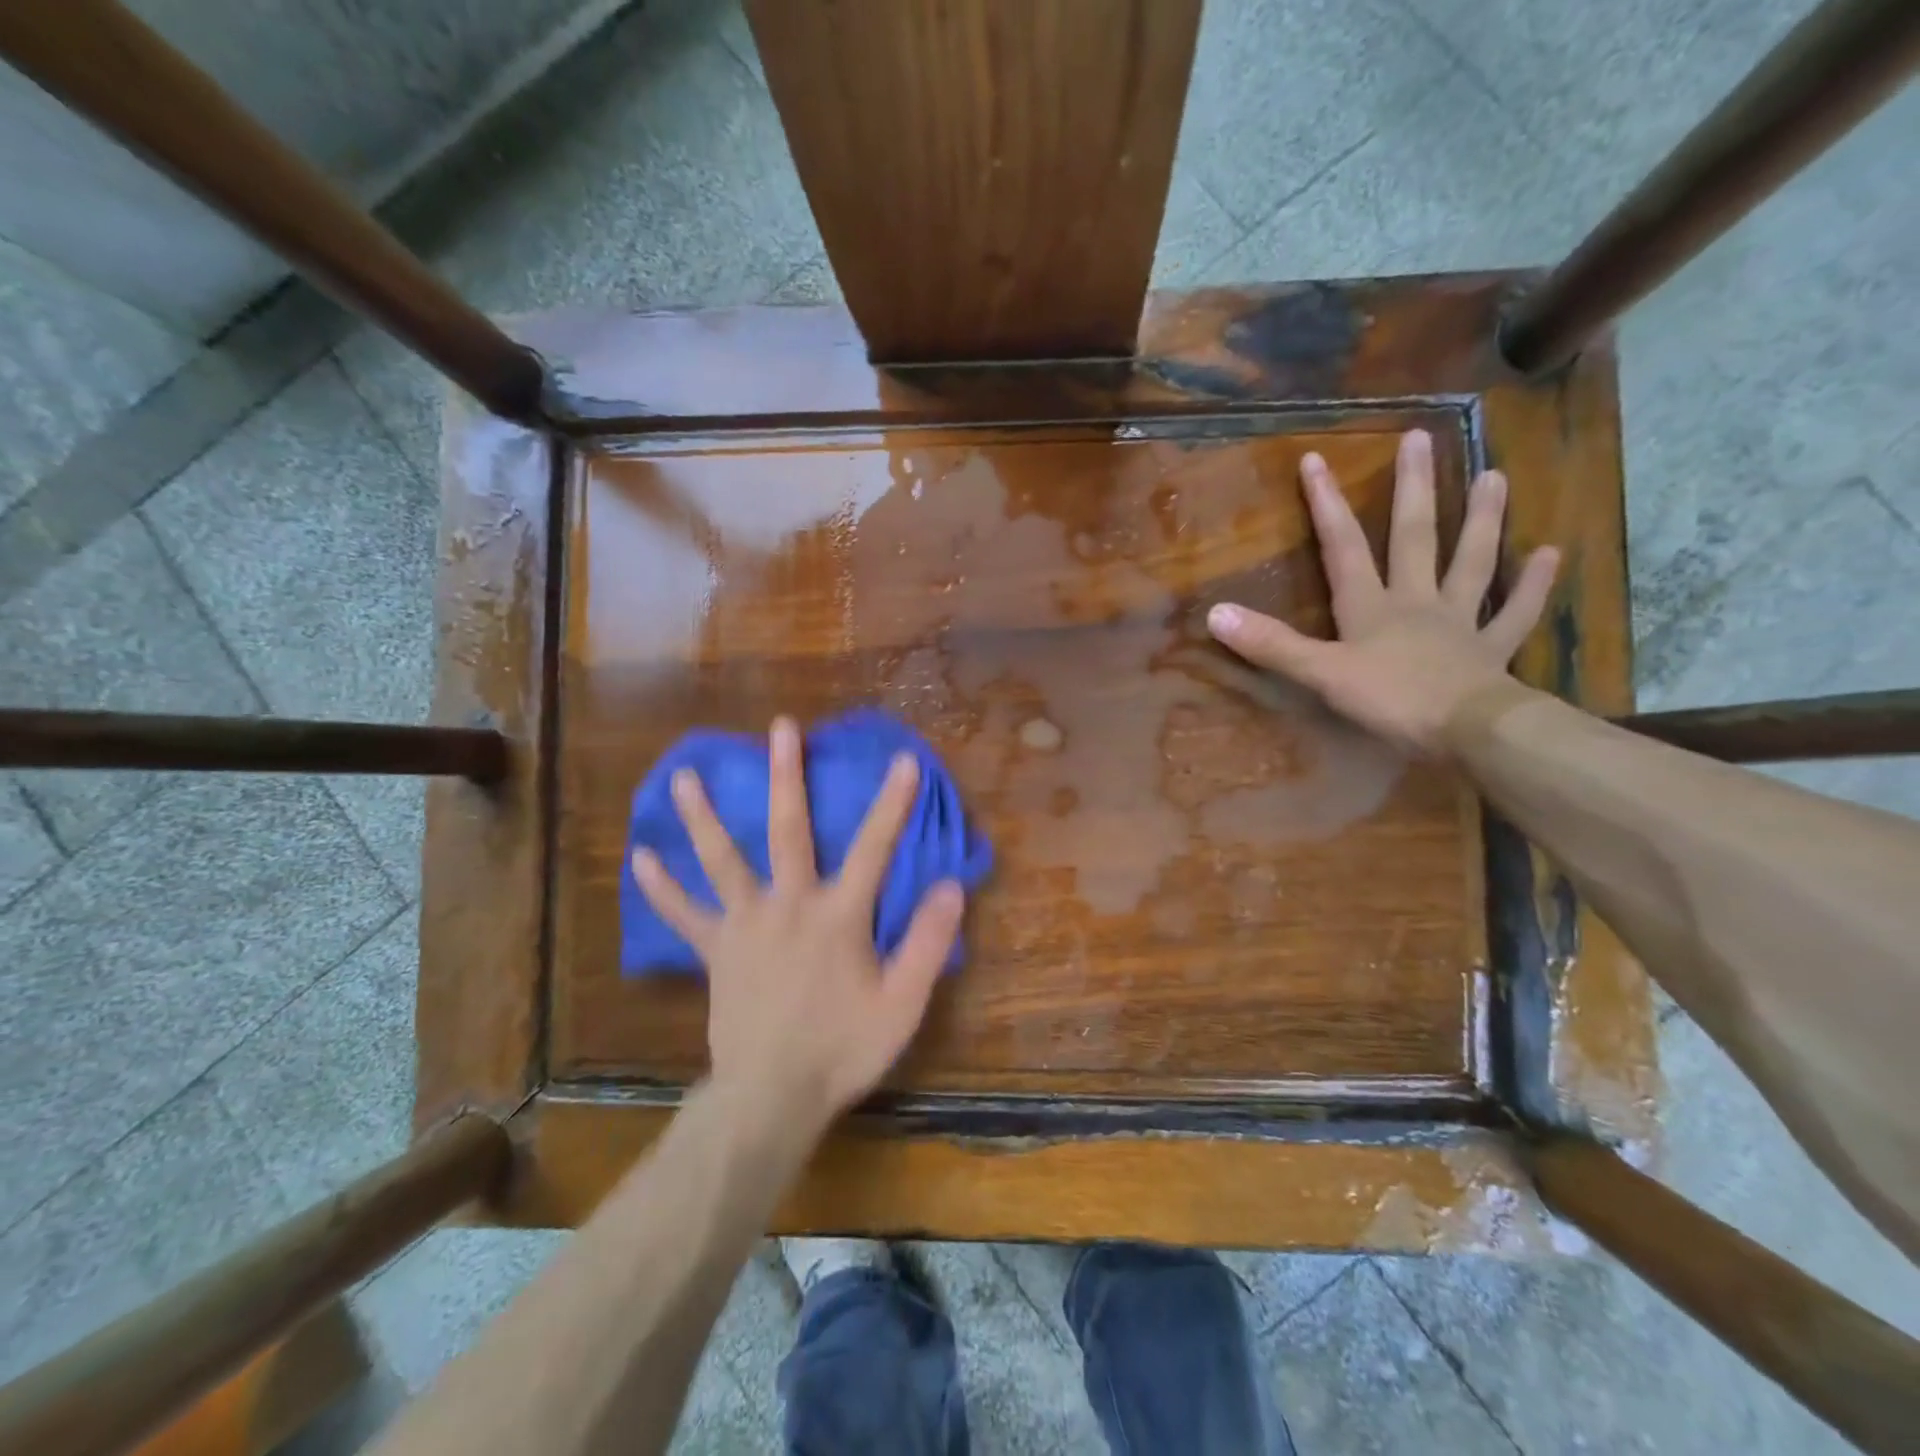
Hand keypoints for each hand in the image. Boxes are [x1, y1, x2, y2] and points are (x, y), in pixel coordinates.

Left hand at [631, 717, 964, 1128]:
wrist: (771, 1096)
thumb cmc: (843, 1049)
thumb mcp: (902, 1003)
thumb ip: (927, 942)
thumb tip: (951, 885)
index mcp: (839, 916)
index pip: (873, 848)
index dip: (892, 803)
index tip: (903, 760)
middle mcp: (789, 905)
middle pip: (789, 830)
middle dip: (787, 776)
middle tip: (779, 728)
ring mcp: (745, 924)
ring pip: (722, 860)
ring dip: (704, 816)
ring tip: (683, 776)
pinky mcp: (716, 950)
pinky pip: (684, 916)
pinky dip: (662, 888)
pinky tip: (639, 860)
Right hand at [1207, 429, 1558, 754]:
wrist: (1469, 732)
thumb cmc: (1392, 700)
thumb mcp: (1321, 674)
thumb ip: (1272, 645)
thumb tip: (1216, 613)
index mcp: (1372, 607)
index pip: (1344, 547)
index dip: (1326, 505)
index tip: (1316, 459)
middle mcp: (1416, 602)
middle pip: (1414, 537)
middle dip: (1413, 489)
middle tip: (1421, 438)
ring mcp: (1459, 622)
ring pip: (1471, 562)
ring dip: (1482, 520)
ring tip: (1494, 476)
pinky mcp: (1492, 649)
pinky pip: (1514, 612)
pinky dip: (1532, 584)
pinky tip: (1549, 554)